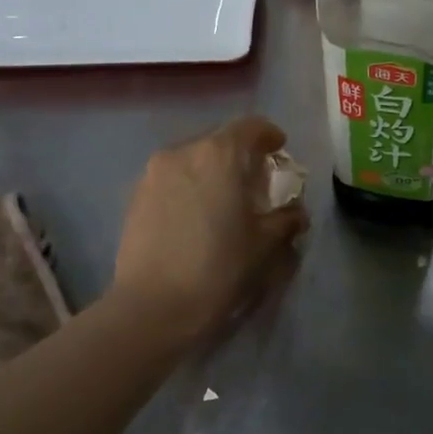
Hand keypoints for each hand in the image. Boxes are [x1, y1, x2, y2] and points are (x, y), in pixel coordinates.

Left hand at [110, 116, 308, 339]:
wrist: (153, 306)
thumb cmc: (218, 267)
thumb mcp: (265, 244)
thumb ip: (286, 219)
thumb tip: (297, 213)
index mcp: (220, 154)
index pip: (251, 127)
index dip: (269, 135)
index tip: (280, 150)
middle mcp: (184, 152)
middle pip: (219, 140)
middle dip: (240, 155)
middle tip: (255, 181)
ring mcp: (154, 172)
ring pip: (192, 158)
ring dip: (212, 170)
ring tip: (223, 199)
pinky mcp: (135, 195)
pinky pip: (171, 178)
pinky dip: (189, 185)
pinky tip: (196, 214)